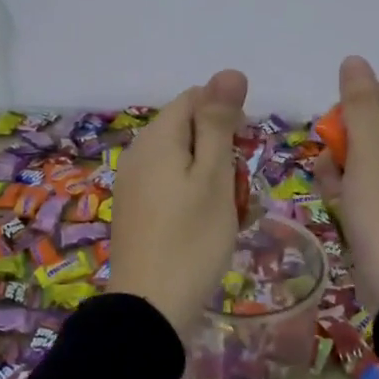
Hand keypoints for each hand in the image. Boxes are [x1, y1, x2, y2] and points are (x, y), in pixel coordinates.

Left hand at [108, 69, 248, 336]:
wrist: (150, 308)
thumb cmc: (192, 239)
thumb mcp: (214, 176)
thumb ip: (219, 122)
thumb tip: (229, 71)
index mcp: (156, 137)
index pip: (195, 98)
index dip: (226, 116)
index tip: (244, 152)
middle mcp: (138, 153)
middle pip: (188, 129)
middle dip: (220, 150)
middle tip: (240, 190)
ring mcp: (133, 183)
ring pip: (182, 161)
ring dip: (212, 178)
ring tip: (230, 213)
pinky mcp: (135, 210)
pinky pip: (171, 186)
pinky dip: (194, 197)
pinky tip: (208, 226)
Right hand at [314, 55, 378, 310]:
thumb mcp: (370, 156)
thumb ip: (359, 106)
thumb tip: (353, 60)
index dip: (363, 101)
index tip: (338, 120)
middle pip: (378, 126)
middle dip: (347, 139)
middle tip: (332, 155)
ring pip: (366, 156)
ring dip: (341, 164)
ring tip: (332, 185)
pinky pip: (365, 184)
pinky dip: (347, 188)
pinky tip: (335, 202)